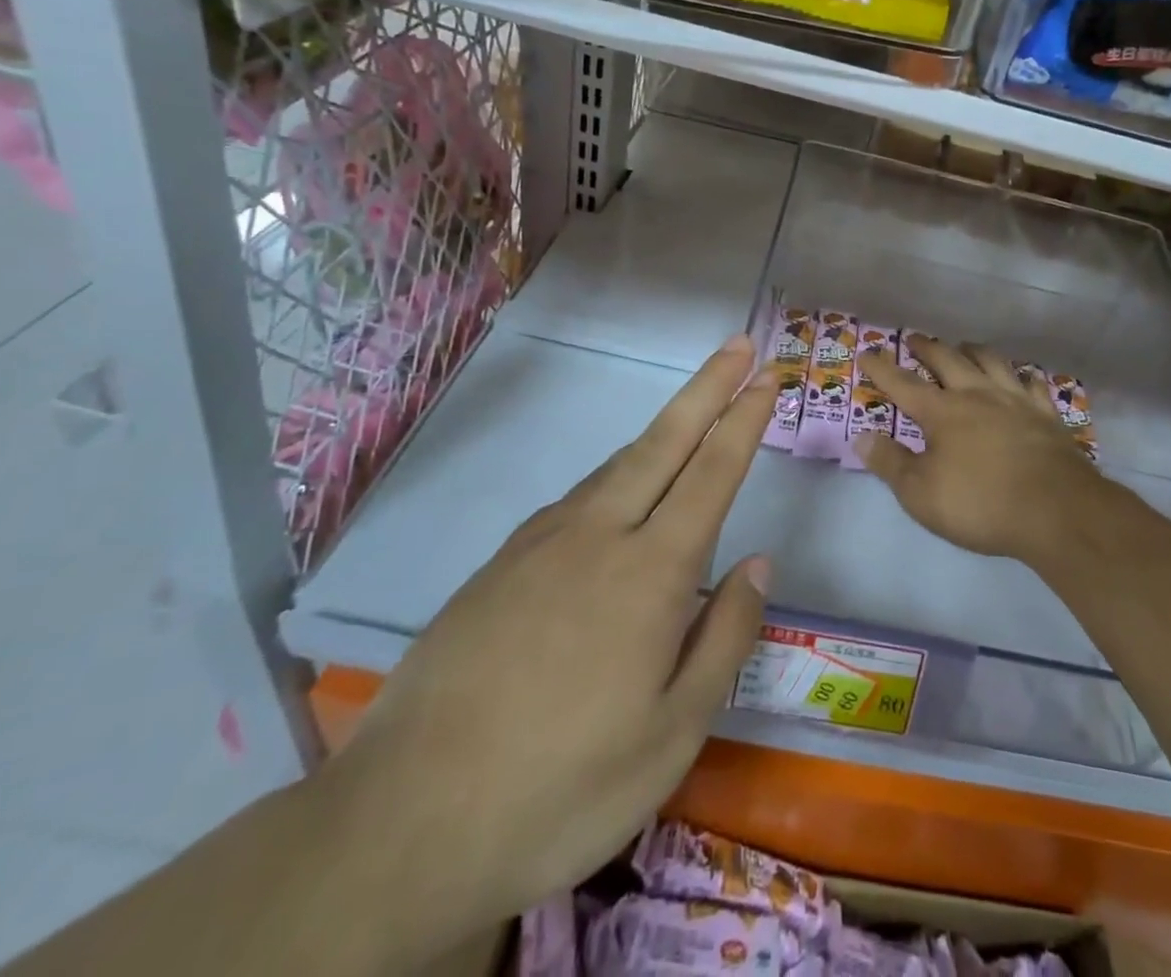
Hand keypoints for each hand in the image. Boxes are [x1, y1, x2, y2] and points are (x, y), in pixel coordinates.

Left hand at [315, 336, 774, 961]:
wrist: (403, 825)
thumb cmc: (563, 785)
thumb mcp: (674, 734)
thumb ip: (725, 637)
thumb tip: (758, 563)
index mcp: (651, 572)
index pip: (712, 472)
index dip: (744, 418)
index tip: (768, 376)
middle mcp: (599, 535)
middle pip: (663, 442)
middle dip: (707, 387)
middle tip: (737, 345)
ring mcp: (541, 544)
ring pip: (616, 467)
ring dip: (662, 432)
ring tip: (693, 417)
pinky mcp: (499, 564)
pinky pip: (576, 501)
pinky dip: (615, 478)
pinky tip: (617, 502)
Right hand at [854, 335, 1107, 564]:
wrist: (1057, 511)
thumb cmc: (981, 504)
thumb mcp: (921, 493)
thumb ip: (890, 463)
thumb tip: (861, 436)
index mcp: (942, 412)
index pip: (903, 384)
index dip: (882, 368)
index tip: (866, 352)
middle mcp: (977, 395)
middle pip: (947, 360)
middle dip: (927, 348)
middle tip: (915, 339)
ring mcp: (1015, 400)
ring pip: (990, 361)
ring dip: (972, 350)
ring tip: (963, 345)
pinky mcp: (1046, 414)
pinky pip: (1030, 382)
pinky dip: (1019, 374)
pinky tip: (1020, 376)